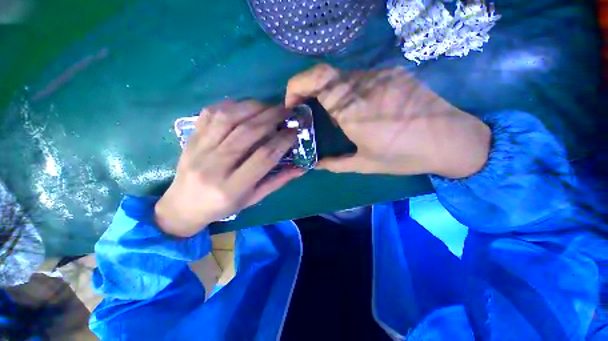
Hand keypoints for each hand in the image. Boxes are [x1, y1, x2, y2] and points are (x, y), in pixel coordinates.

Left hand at [155, 101, 301, 237]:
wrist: (183, 206)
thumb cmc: (223, 206)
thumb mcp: (253, 199)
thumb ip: (278, 181)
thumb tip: (301, 168)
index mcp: (233, 187)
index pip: (264, 157)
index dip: (282, 141)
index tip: (294, 131)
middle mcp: (215, 166)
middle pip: (247, 133)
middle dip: (271, 118)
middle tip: (286, 111)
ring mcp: (199, 149)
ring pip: (228, 118)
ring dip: (253, 108)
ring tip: (269, 106)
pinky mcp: (190, 138)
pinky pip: (210, 114)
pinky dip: (231, 105)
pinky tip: (245, 106)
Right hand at [285, 64, 490, 177]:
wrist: (451, 140)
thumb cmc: (404, 156)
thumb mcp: (365, 164)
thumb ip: (335, 164)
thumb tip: (316, 165)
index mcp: (352, 111)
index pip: (316, 80)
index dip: (296, 85)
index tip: (292, 103)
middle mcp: (363, 87)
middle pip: (324, 74)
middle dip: (309, 90)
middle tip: (308, 108)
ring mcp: (380, 76)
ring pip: (342, 77)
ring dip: (331, 93)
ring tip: (339, 114)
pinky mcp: (392, 74)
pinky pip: (360, 78)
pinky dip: (349, 91)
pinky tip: (361, 108)